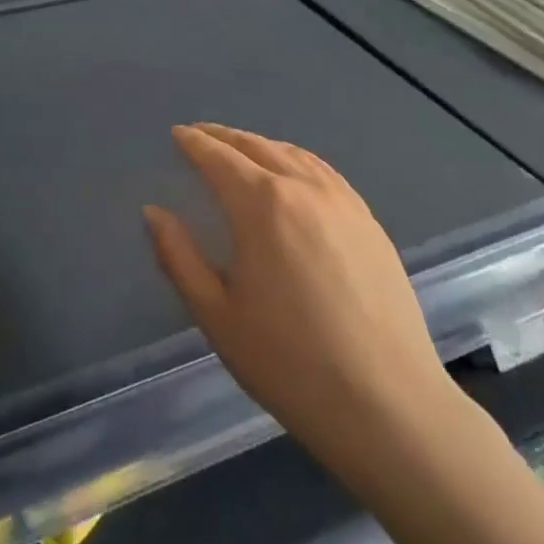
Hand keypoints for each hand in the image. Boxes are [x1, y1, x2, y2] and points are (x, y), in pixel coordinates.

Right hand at [144, 123, 463, 485]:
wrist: (389, 408)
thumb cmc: (289, 363)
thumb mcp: (216, 314)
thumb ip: (178, 257)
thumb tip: (153, 213)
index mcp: (261, 205)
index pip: (218, 157)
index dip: (194, 143)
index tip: (177, 134)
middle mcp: (303, 189)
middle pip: (256, 146)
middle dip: (224, 137)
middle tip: (201, 135)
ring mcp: (343, 203)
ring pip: (294, 154)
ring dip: (261, 145)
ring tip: (242, 149)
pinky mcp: (370, 224)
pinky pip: (325, 173)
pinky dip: (297, 160)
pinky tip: (294, 173)